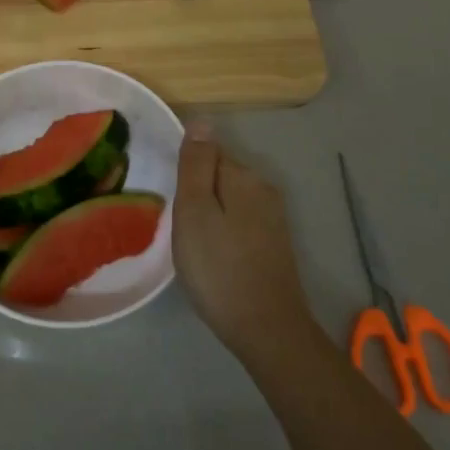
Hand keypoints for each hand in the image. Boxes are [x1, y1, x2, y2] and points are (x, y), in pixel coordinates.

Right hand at [174, 129, 314, 358]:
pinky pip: (241, 222)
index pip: (207, 152)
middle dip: (198, 192)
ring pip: (230, 200)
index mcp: (243, 176)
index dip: (185, 173)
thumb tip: (201, 120)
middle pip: (220, 175)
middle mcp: (264, 189)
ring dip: (210, 214)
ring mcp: (273, 218)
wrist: (266, 328)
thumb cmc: (219, 267)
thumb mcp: (195, 211)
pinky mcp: (275, 243)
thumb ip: (196, 165)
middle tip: (179, 226)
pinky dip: (224, 232)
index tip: (173, 201)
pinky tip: (215, 257)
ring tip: (193, 245)